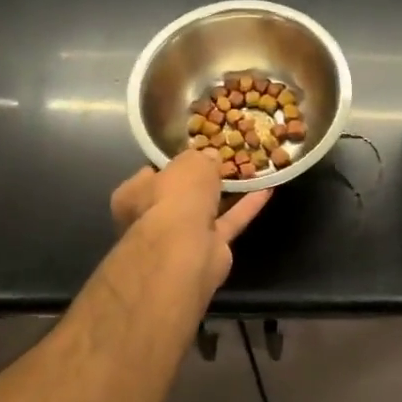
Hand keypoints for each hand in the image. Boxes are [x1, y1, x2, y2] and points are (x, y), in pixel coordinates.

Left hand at [110, 150, 270, 295]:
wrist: (186, 248)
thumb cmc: (176, 198)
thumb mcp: (190, 163)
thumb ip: (201, 158)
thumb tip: (210, 158)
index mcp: (134, 194)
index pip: (152, 174)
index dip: (173, 162)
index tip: (195, 151)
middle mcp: (153, 218)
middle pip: (180, 194)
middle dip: (201, 182)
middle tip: (223, 161)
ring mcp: (181, 237)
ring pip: (206, 210)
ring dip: (226, 193)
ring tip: (247, 173)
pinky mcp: (209, 249)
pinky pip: (229, 222)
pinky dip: (246, 207)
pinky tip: (267, 189)